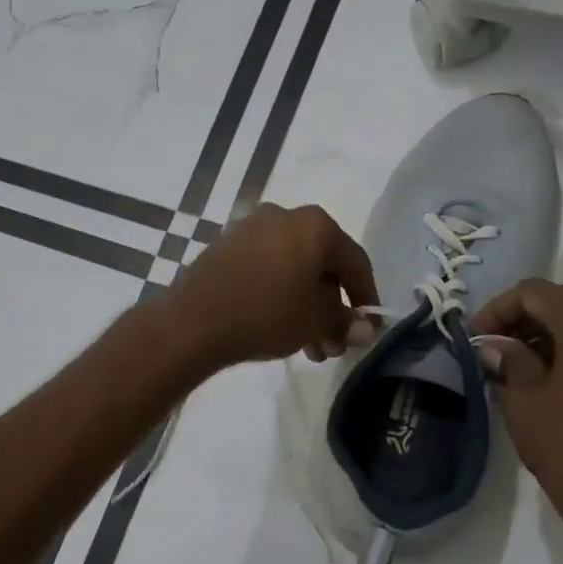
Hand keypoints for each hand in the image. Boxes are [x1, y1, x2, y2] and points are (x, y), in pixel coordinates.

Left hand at [164, 204, 379, 367]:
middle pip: (322, 265)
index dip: (367, 298)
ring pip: (294, 269)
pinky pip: (267, 268)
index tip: (368, 328)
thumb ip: (345, 322)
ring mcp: (251, 228)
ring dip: (307, 307)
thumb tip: (365, 330)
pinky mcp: (226, 246)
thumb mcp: (315, 323)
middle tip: (333, 346)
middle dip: (332, 309)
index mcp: (316, 225)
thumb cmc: (266, 314)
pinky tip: (279, 328)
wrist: (194, 321)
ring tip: (308, 348)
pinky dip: (280, 294)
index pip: (355, 262)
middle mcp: (285, 216)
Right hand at [472, 280, 562, 549]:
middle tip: (493, 348)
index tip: (475, 336)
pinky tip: (552, 378)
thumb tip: (494, 345)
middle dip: (525, 320)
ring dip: (551, 335)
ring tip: (518, 365)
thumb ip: (508, 360)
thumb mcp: (524, 400)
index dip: (497, 309)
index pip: (535, 292)